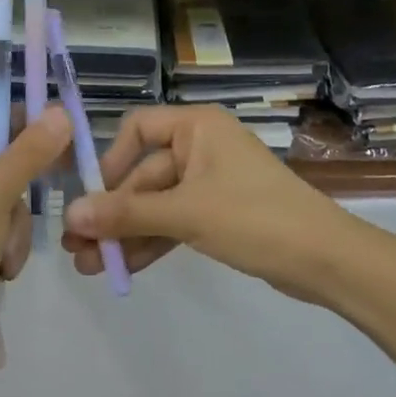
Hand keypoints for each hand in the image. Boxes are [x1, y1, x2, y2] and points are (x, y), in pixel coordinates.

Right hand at [61, 106, 364, 307]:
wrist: (327, 260)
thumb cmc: (255, 218)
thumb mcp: (186, 213)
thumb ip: (126, 213)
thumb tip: (69, 215)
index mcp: (197, 127)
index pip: (138, 128)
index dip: (110, 160)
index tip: (90, 196)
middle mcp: (200, 148)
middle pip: (142, 175)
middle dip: (111, 214)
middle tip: (76, 248)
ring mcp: (209, 183)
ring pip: (155, 204)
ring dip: (124, 234)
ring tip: (89, 266)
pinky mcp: (218, 215)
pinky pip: (173, 223)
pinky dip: (150, 242)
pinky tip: (121, 268)